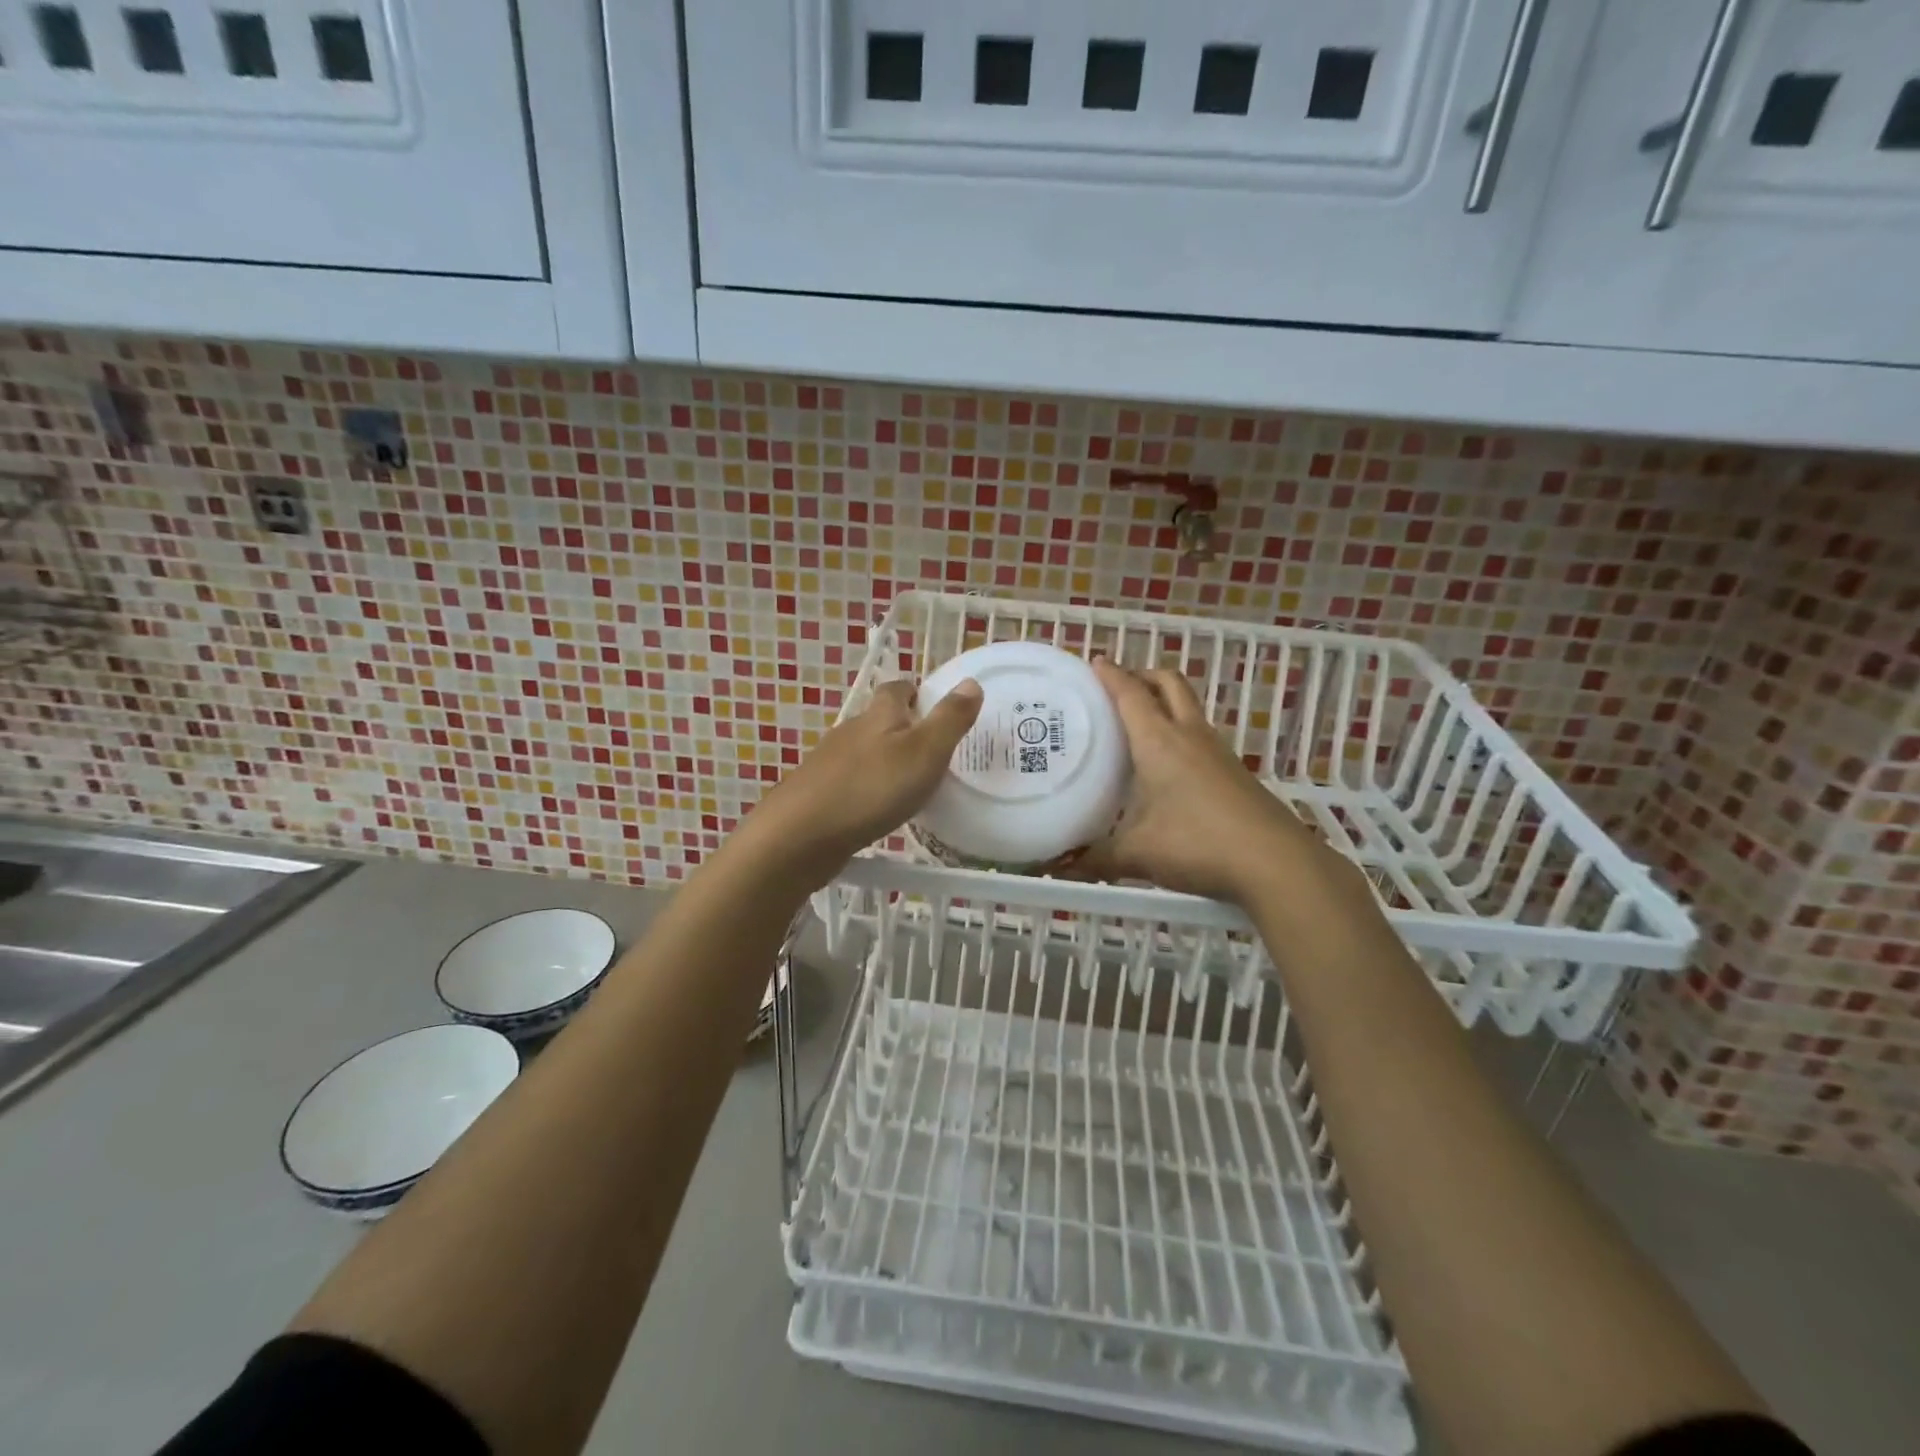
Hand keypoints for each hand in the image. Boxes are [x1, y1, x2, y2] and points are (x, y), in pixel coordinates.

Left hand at [748, 677, 982, 870]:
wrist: (800, 836)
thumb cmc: (871, 788)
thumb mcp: (924, 752)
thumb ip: (950, 719)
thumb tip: (971, 682)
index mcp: (878, 715)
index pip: (898, 689)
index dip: (917, 692)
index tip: (935, 707)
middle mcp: (851, 731)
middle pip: (879, 720)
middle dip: (904, 729)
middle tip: (934, 751)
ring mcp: (830, 763)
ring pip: (864, 753)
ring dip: (885, 762)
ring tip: (911, 784)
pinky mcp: (818, 794)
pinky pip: (851, 782)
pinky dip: (868, 789)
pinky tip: (879, 810)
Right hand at [1079, 659, 1344, 904]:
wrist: (1275, 862)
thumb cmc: (1197, 843)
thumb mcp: (1138, 854)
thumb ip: (1094, 859)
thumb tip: (1059, 867)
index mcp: (1158, 741)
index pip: (1130, 694)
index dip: (1111, 675)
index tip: (1095, 661)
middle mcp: (1189, 735)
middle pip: (1169, 684)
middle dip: (1143, 675)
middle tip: (1119, 687)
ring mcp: (1217, 752)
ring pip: (1188, 708)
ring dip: (1164, 703)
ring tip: (1138, 725)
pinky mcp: (1234, 772)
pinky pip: (1200, 736)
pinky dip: (1179, 733)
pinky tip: (1167, 766)